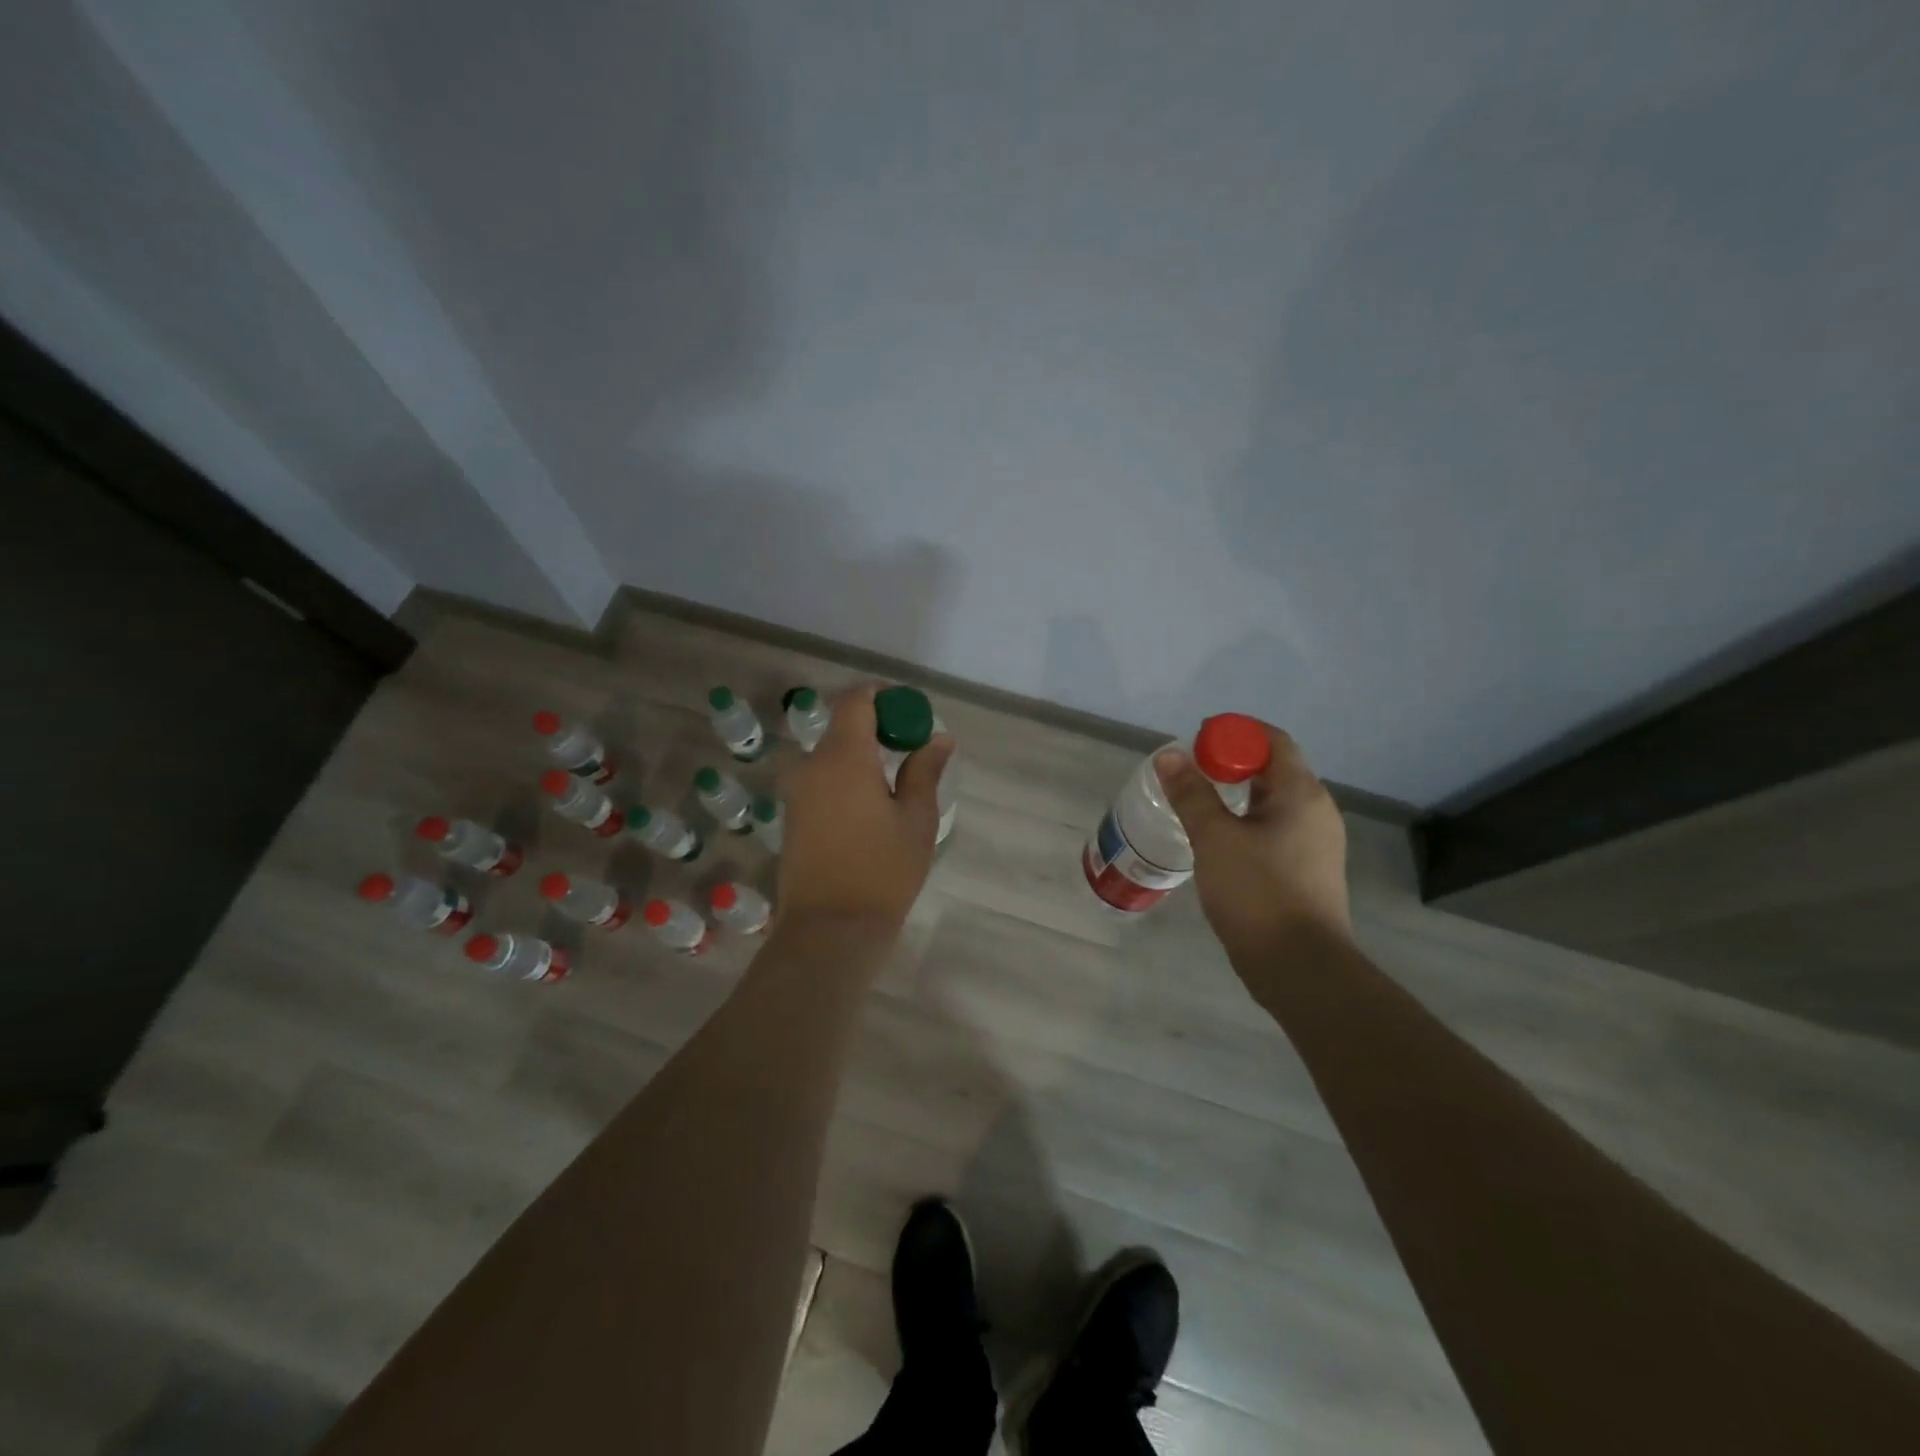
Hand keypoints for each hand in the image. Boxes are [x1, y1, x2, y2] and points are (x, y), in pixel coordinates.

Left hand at [777, 685, 953, 934]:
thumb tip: (938, 738)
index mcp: (842, 756)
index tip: (909, 711)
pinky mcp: (791, 816)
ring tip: (894, 784)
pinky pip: (820, 780)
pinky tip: (869, 807)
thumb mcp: (916, 819)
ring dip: (860, 756)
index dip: (883, 696)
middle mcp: (811, 765)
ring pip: (830, 756)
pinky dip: (845, 778)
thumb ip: (924, 771)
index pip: (856, 701)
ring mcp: (796, 791)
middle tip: (910, 750)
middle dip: (876, 729)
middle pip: (842, 727)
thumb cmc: (882, 870)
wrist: (830, 929)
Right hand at [1155, 722, 1350, 958]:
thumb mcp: (1215, 838)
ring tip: (1197, 802)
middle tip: (1190, 771)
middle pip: (1274, 769)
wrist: (1299, 967)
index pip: (1273, 741)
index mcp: (1301, 794)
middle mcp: (1316, 811)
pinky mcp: (1307, 870)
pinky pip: (1275, 829)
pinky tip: (1218, 839)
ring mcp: (1315, 843)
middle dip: (1232, 763)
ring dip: (1237, 794)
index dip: (1236, 733)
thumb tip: (1169, 756)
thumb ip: (1191, 794)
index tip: (1198, 740)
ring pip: (1273, 802)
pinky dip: (1246, 821)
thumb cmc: (1257, 893)